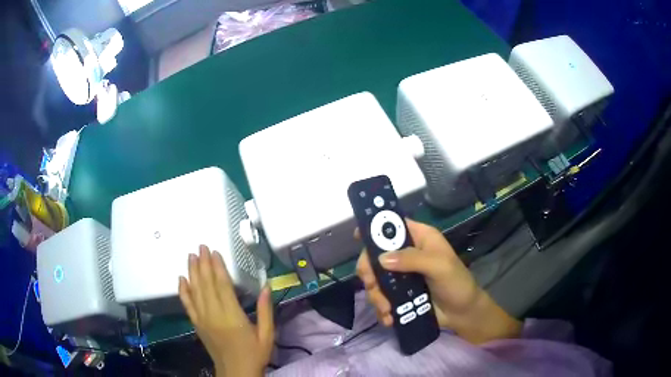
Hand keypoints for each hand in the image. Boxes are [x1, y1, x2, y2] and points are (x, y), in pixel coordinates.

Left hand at [179, 245, 273, 376]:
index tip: (215, 252)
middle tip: (201, 246)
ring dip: (192, 272)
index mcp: (232, 316)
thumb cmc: (254, 354)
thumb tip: (267, 287)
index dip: (218, 267)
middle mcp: (214, 314)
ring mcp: (202, 319)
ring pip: (195, 291)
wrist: (236, 372)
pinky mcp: (197, 325)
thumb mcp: (267, 335)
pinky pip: (187, 304)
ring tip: (191, 256)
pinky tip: (181, 279)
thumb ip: (266, 311)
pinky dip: (183, 291)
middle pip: (206, 284)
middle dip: (203, 263)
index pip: (222, 286)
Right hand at [356, 219, 521, 343]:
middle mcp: (406, 255)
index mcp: (419, 238)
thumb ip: (413, 259)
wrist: (462, 313)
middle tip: (372, 285)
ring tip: (388, 310)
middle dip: (369, 272)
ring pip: (375, 280)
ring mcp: (400, 277)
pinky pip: (380, 299)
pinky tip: (389, 318)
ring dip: (376, 296)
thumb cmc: (457, 283)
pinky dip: (381, 310)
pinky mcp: (398, 295)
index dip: (374, 227)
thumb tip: (381, 259)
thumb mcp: (440, 267)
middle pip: (375, 255)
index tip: (357, 236)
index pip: (393, 226)